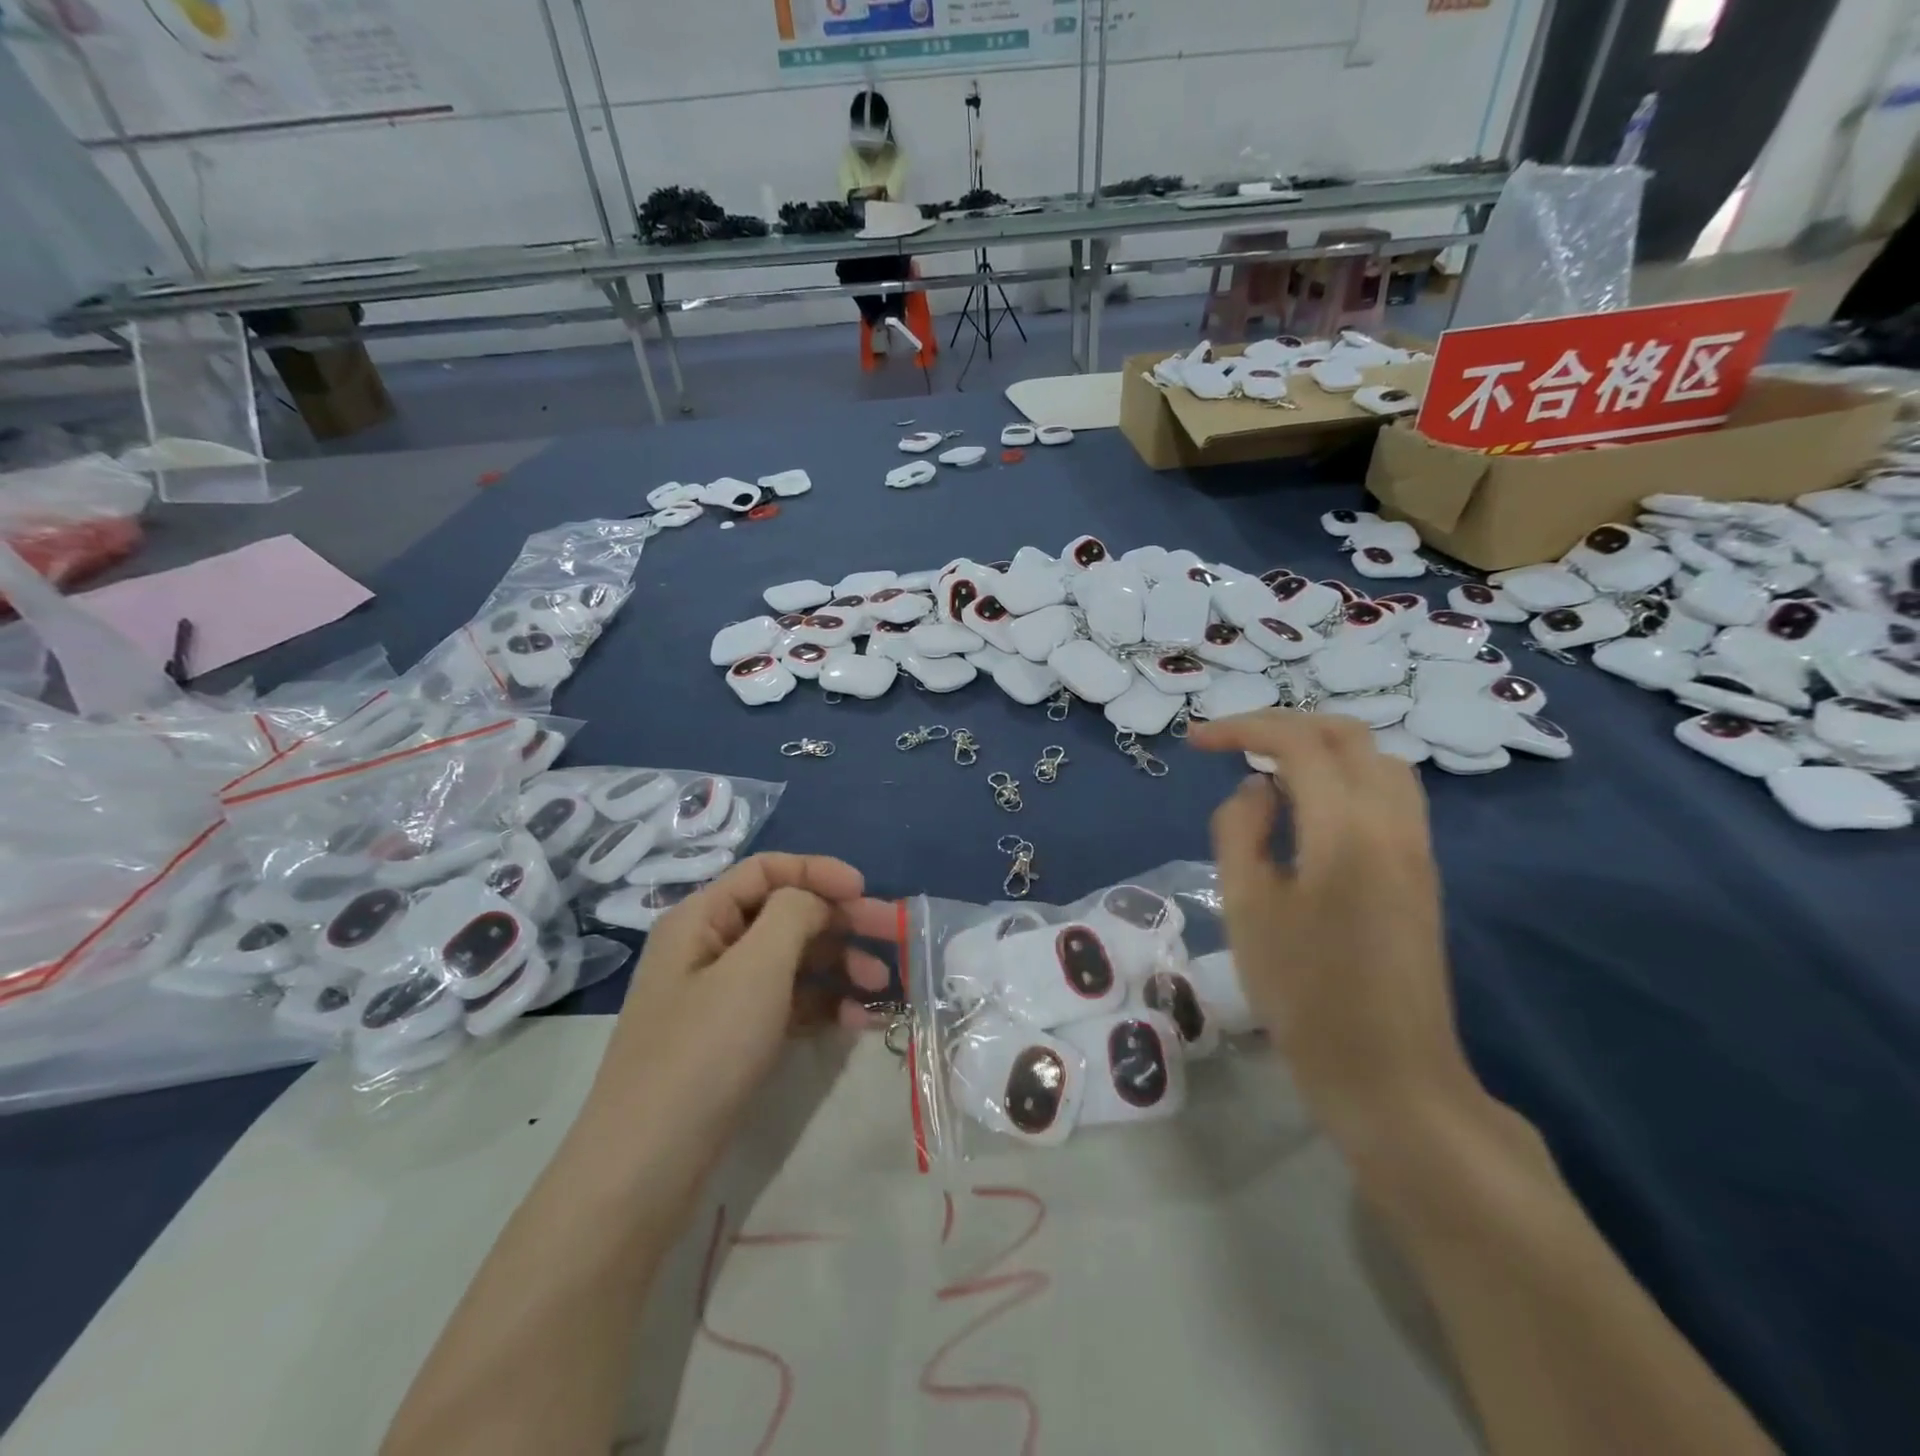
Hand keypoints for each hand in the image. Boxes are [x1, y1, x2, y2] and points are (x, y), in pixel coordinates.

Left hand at [592, 854, 895, 1145]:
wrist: (646, 1167)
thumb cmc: (703, 1051)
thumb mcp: (755, 969)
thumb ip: (793, 914)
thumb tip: (815, 901)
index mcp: (702, 918)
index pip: (767, 870)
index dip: (818, 871)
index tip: (865, 891)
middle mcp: (709, 947)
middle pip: (786, 915)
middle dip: (842, 922)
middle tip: (895, 936)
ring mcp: (721, 996)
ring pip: (792, 962)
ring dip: (840, 967)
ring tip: (883, 988)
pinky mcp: (734, 1038)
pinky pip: (787, 1004)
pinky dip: (823, 1006)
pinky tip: (860, 1024)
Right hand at [1189, 712, 1480, 1161]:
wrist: (1389, 1075)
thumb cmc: (1304, 995)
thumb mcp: (1246, 908)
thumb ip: (1240, 831)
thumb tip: (1256, 789)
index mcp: (1346, 828)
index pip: (1297, 742)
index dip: (1242, 728)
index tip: (1195, 740)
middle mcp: (1392, 821)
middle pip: (1345, 736)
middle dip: (1282, 726)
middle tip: (1230, 743)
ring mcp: (1416, 846)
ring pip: (1375, 760)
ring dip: (1319, 748)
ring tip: (1267, 769)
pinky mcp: (1421, 871)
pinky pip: (1387, 793)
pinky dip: (1343, 776)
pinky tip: (1307, 808)